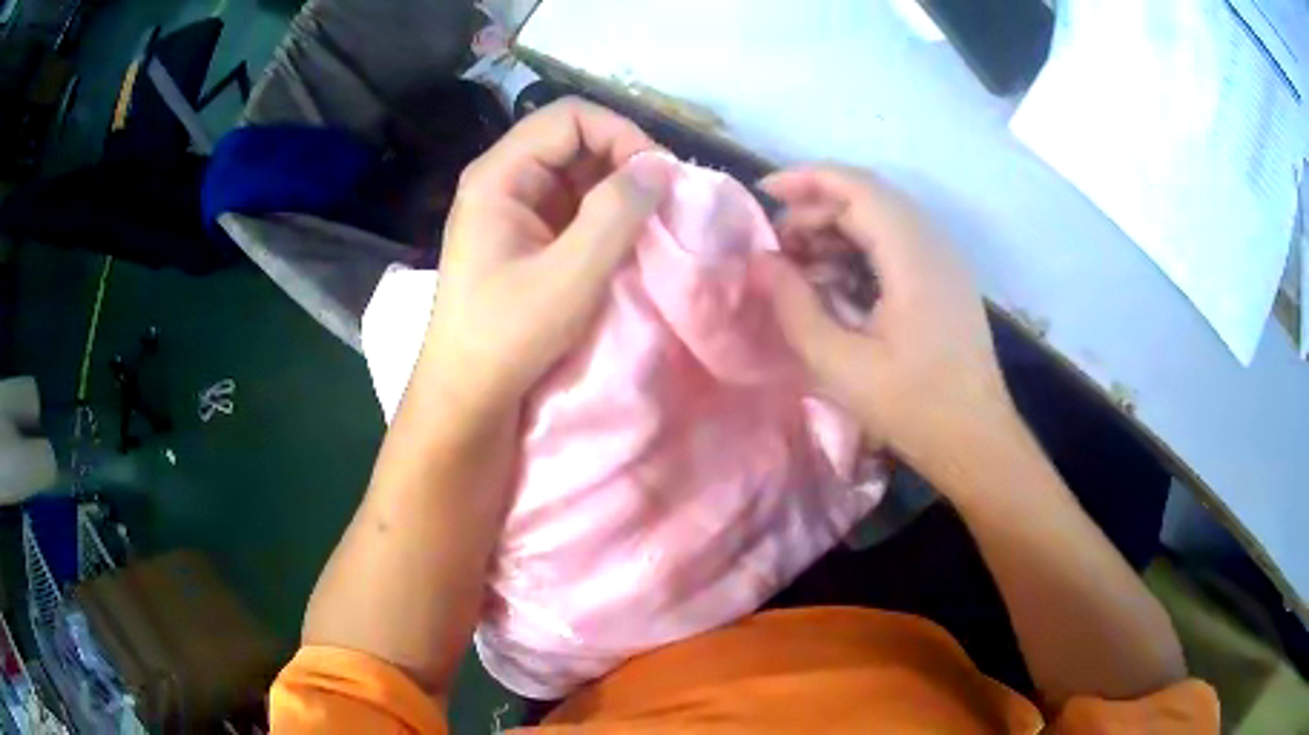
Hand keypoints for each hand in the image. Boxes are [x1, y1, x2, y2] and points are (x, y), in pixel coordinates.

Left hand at [417, 98, 668, 421]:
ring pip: (576, 171)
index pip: (569, 118)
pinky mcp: (525, 234)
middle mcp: (503, 179)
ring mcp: (512, 207)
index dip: (620, 134)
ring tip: (650, 222)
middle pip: (573, 139)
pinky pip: (572, 203)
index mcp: (498, 176)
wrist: (469, 393)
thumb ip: (616, 213)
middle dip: (623, 161)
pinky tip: (625, 239)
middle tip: (661, 201)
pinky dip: (604, 213)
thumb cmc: (508, 336)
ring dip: (617, 189)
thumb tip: (658, 166)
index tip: (657, 177)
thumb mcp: (570, 275)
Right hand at [756, 165, 1014, 472]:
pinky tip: (836, 282)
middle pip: (869, 197)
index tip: (763, 193)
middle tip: (777, 245)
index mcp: (912, 255)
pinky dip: (860, 249)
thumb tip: (761, 262)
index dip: (806, 180)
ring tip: (800, 264)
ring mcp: (944, 260)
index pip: (857, 188)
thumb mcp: (840, 363)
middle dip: (817, 209)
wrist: (975, 440)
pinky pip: (898, 243)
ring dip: (838, 229)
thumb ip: (794, 305)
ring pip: (884, 219)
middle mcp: (933, 243)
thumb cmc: (912, 407)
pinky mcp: (945, 279)